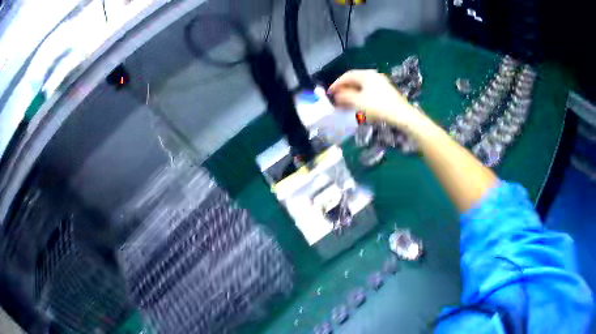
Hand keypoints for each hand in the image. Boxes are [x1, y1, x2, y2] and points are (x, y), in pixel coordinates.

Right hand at [328, 69, 420, 129]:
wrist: (401, 115)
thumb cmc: (378, 106)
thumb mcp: (357, 102)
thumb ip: (344, 97)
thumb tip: (337, 95)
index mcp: (366, 75)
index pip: (347, 75)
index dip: (337, 83)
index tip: (329, 93)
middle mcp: (374, 76)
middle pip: (355, 80)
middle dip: (344, 89)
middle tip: (337, 98)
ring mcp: (382, 84)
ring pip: (363, 87)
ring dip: (353, 94)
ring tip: (346, 103)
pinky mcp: (387, 93)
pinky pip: (370, 92)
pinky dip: (361, 97)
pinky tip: (360, 106)